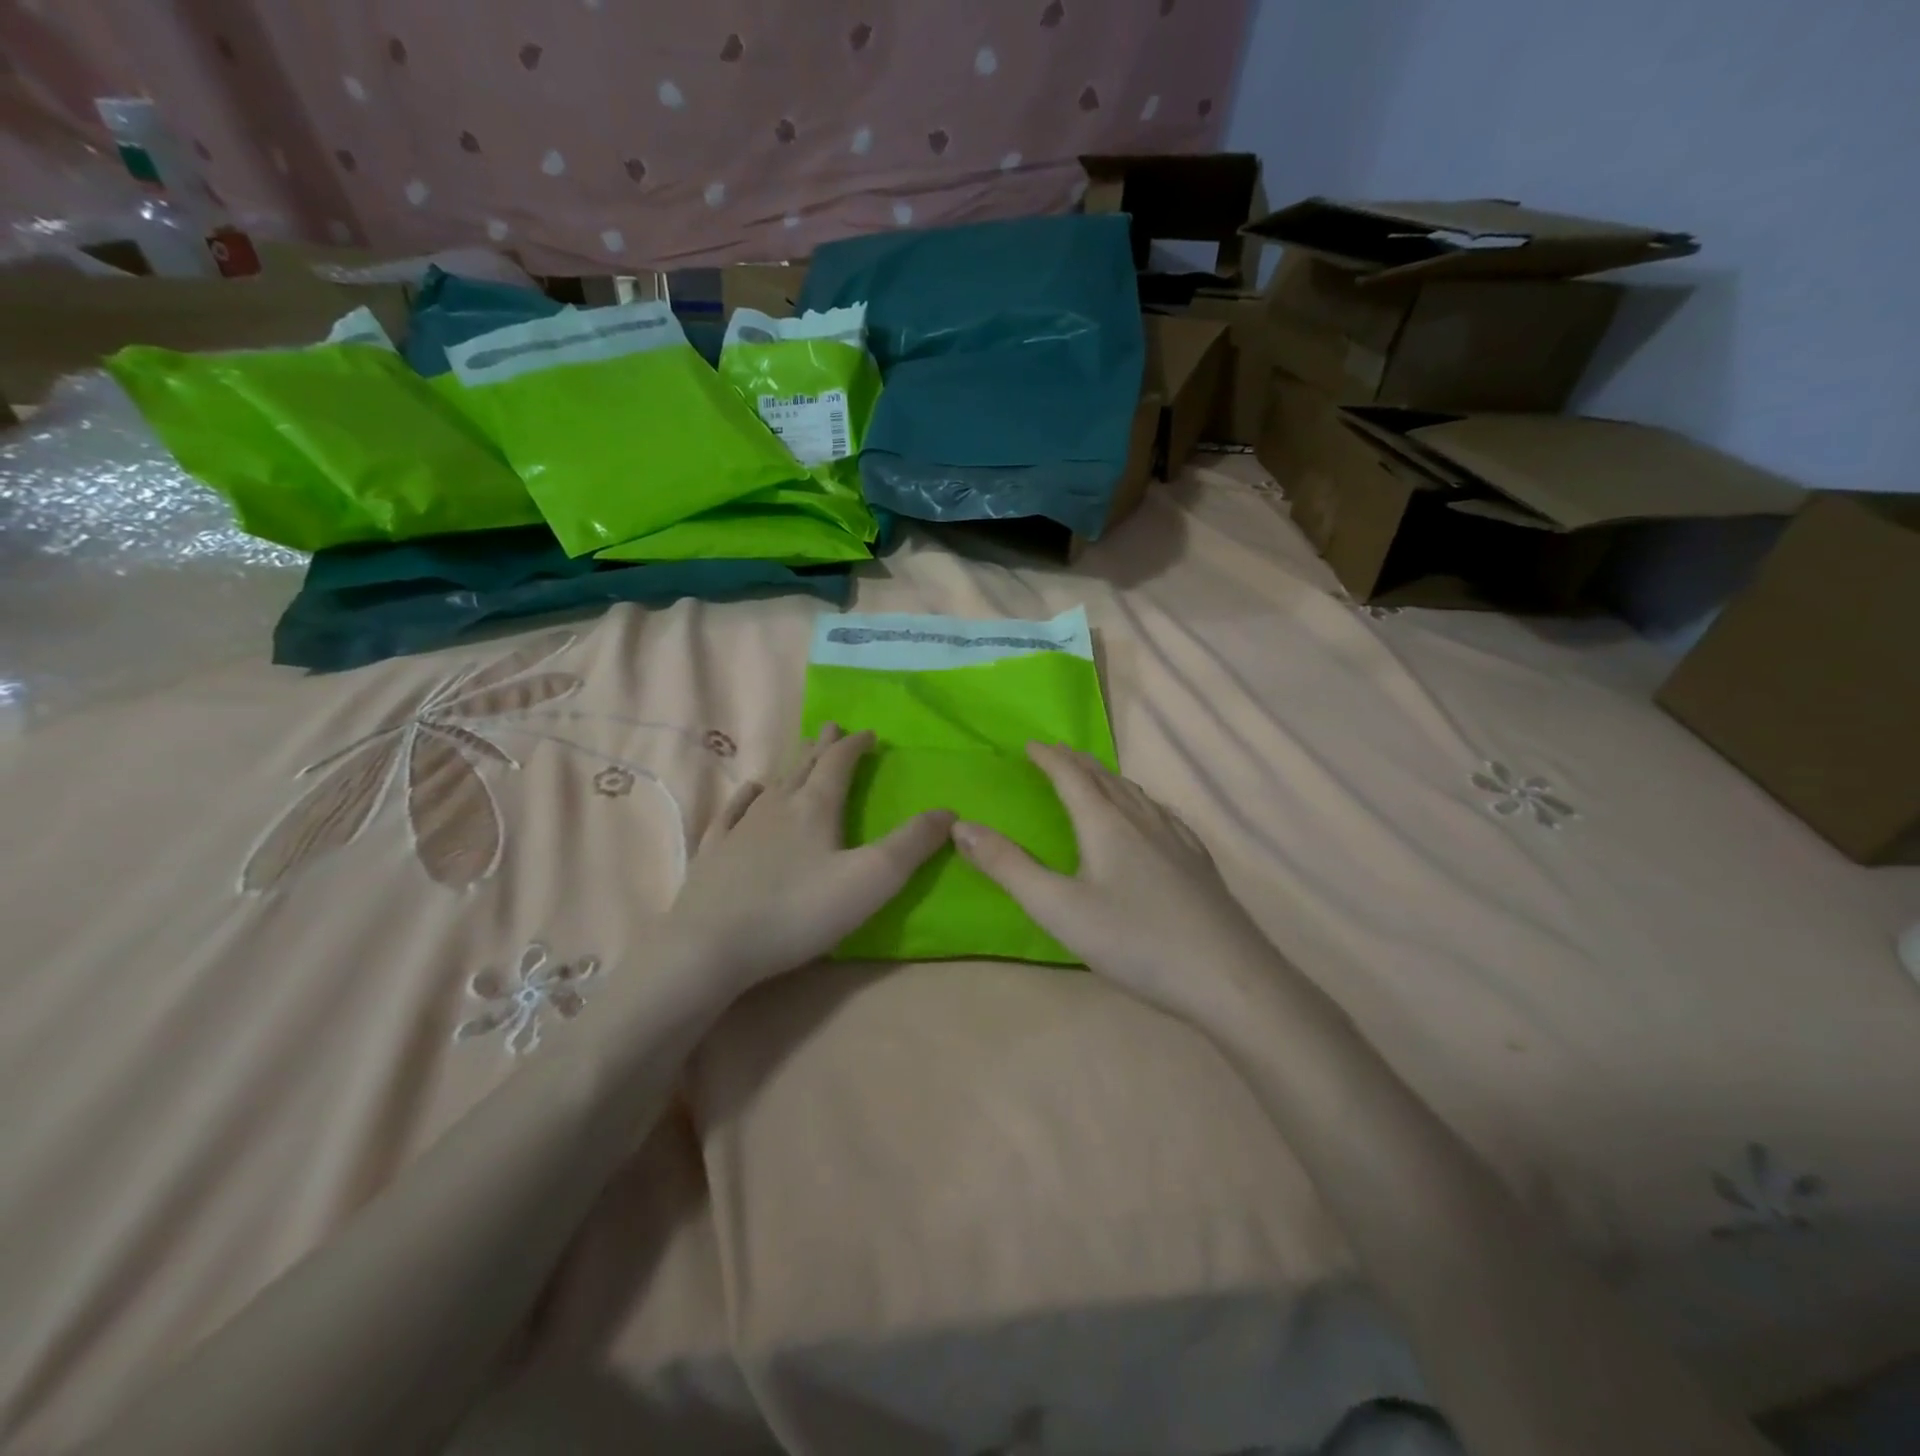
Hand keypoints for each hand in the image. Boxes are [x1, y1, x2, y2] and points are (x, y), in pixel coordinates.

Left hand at [663, 724, 953, 994]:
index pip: (839, 762)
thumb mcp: (871, 880)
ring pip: (773, 785)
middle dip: (823, 746)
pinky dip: (747, 796)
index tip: (868, 733)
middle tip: (832, 728)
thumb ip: (912, 845)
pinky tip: (750, 791)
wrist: (711, 945)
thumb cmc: (799, 911)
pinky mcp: (715, 851)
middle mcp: (778, 806)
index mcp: (815, 807)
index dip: (855, 745)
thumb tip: (948, 811)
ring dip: (792, 766)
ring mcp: (741, 827)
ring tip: (801, 755)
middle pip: (805, 765)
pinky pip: (734, 811)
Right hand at [951, 742, 1280, 1020]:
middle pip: (1106, 779)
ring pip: (1137, 794)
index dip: (1049, 758)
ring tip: (1096, 778)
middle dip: (1077, 762)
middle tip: (1057, 753)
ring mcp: (1177, 839)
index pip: (1072, 776)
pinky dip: (1141, 802)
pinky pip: (1162, 814)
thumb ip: (1007, 867)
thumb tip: (962, 826)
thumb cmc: (1134, 941)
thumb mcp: (1058, 908)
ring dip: (1109, 779)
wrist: (1227, 977)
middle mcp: (1143, 820)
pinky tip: (1150, 818)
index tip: (1031, 744)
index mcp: (1106, 824)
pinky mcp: (1198, 862)